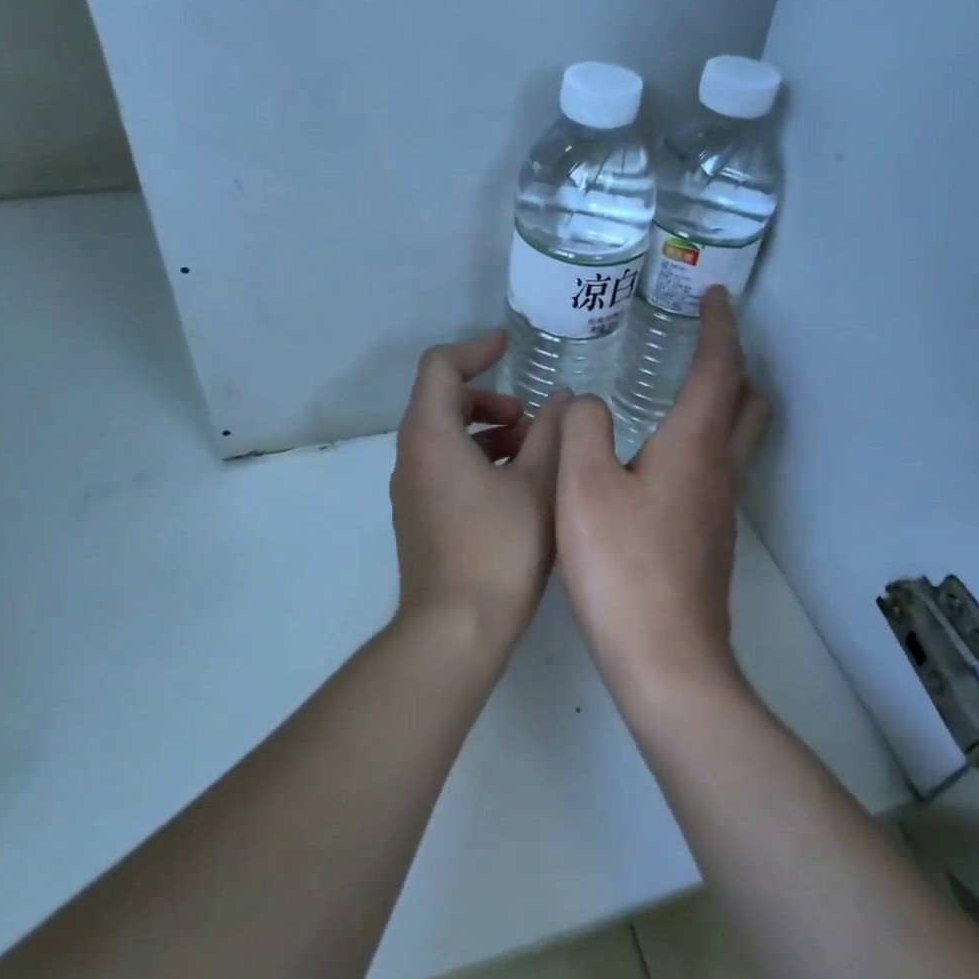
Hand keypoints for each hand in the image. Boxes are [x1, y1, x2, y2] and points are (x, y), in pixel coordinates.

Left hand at [390, 330, 568, 657]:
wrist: (454, 631)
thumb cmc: (498, 550)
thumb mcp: (537, 485)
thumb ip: (552, 434)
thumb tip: (565, 399)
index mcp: (432, 436)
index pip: (440, 367)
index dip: (476, 349)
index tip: (510, 347)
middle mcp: (412, 457)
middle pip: (443, 400)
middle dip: (489, 398)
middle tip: (530, 418)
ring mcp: (413, 489)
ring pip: (446, 437)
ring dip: (488, 431)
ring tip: (533, 453)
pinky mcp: (421, 516)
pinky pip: (446, 467)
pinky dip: (479, 459)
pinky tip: (517, 486)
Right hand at [555, 288, 770, 701]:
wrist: (665, 661)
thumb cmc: (622, 566)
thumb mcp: (583, 487)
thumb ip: (583, 429)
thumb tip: (588, 402)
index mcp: (694, 446)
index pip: (719, 370)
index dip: (719, 327)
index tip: (714, 295)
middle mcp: (719, 471)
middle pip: (749, 402)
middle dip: (734, 363)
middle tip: (704, 342)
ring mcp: (720, 508)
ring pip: (737, 438)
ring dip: (722, 402)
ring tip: (680, 389)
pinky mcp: (709, 538)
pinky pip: (716, 468)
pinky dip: (701, 439)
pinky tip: (659, 456)